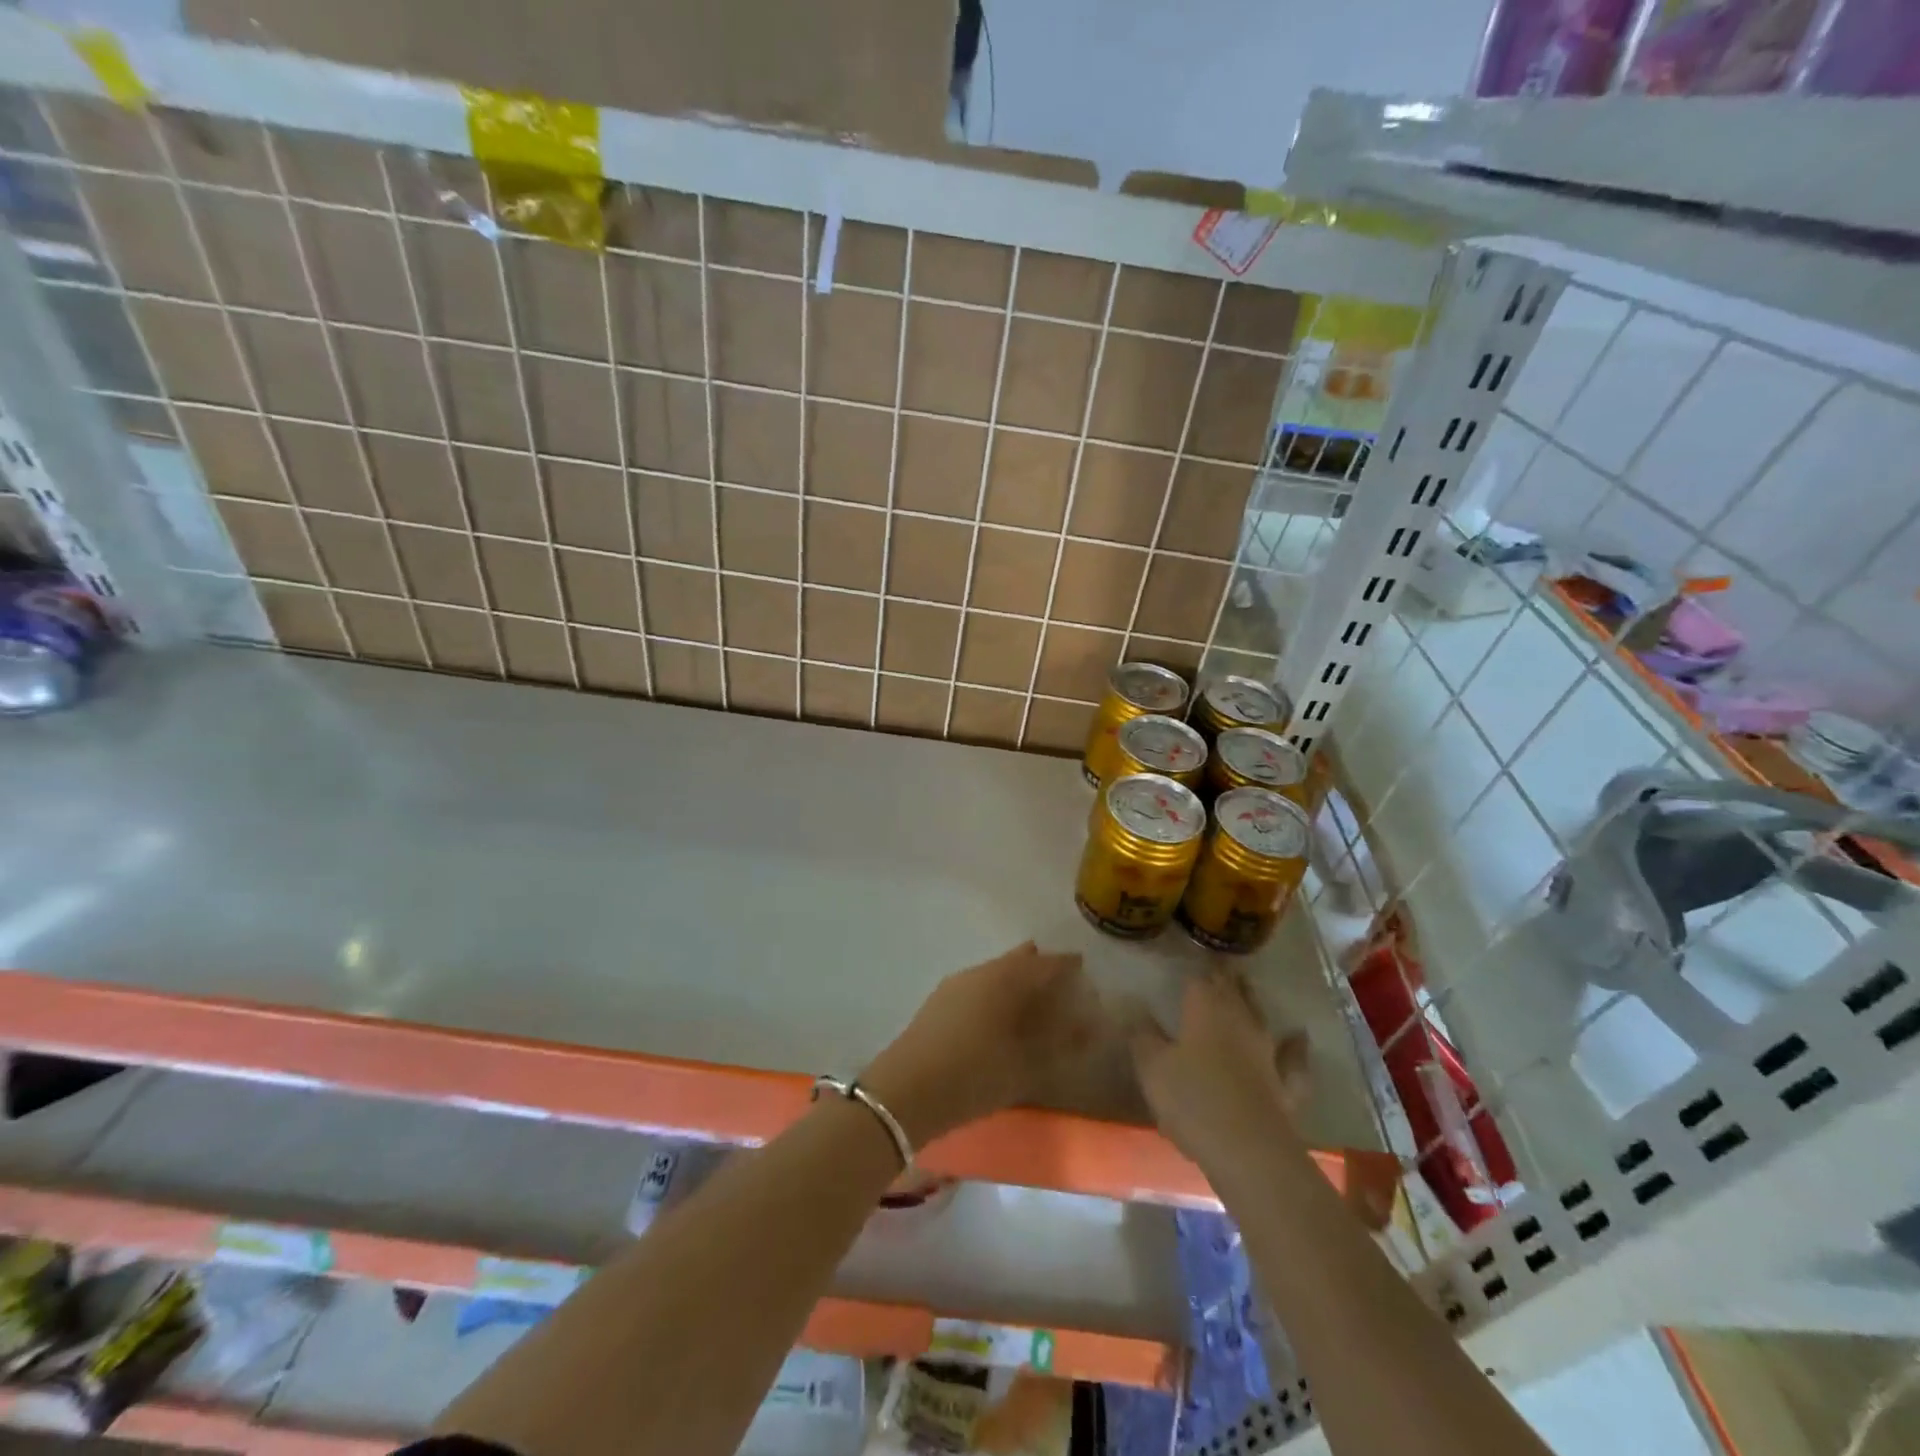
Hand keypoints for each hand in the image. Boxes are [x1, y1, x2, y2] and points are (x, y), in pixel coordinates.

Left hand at [861, 942, 1095, 1147]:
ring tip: (1036, 1006)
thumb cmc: (974, 1075)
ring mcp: (955, 984)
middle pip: (1019, 961)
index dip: (1069, 966)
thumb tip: (1094, 1024)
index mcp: (1006, 978)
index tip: (1087, 973)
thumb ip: (1064, 1042)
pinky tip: (1000, 1019)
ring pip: (996, 973)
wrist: (905, 1092)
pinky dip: (997, 995)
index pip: (1047, 962)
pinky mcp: (939, 1002)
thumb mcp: (1028, 1065)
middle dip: (1042, 970)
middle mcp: (981, 971)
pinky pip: (979, 987)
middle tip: (1064, 988)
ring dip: (1018, 983)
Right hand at [1128, 967, 1309, 1178]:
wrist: (1246, 1149)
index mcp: (1205, 1008)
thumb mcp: (1152, 1066)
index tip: (1191, 959)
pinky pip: (1292, 1057)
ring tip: (1248, 987)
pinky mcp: (1284, 1082)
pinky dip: (1295, 1046)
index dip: (1194, 969)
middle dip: (1224, 977)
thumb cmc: (1192, 1099)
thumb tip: (1134, 1007)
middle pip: (1233, 990)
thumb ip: (1142, 1034)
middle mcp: (1239, 1019)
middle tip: (1218, 967)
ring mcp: (1266, 1050)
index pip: (1200, 977)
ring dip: (1252, 1001)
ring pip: (1259, 1015)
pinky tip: (1299, 1036)